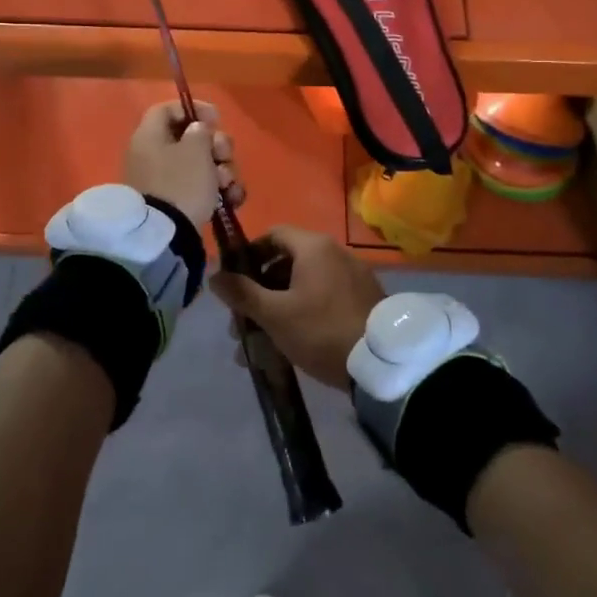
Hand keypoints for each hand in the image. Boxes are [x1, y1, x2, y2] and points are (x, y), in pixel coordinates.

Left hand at [123, 101, 242, 228]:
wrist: (165, 236)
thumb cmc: (180, 183)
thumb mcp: (195, 150)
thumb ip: (200, 132)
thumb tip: (197, 130)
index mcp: (149, 136)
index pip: (167, 109)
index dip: (194, 108)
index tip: (216, 119)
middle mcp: (153, 155)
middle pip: (190, 138)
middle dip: (216, 146)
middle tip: (224, 156)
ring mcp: (164, 181)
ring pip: (201, 164)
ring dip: (222, 171)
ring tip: (228, 186)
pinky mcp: (176, 203)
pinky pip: (200, 187)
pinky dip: (218, 191)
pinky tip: (232, 199)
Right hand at [209, 227, 383, 390]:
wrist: (382, 361)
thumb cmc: (321, 330)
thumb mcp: (275, 315)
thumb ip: (242, 293)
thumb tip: (215, 276)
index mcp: (313, 247)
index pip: (273, 234)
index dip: (250, 254)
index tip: (234, 280)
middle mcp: (335, 253)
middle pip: (287, 263)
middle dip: (260, 292)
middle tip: (243, 322)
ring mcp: (352, 277)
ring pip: (303, 286)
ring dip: (278, 308)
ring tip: (260, 344)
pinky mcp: (363, 300)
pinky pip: (323, 299)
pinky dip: (303, 314)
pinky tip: (289, 346)